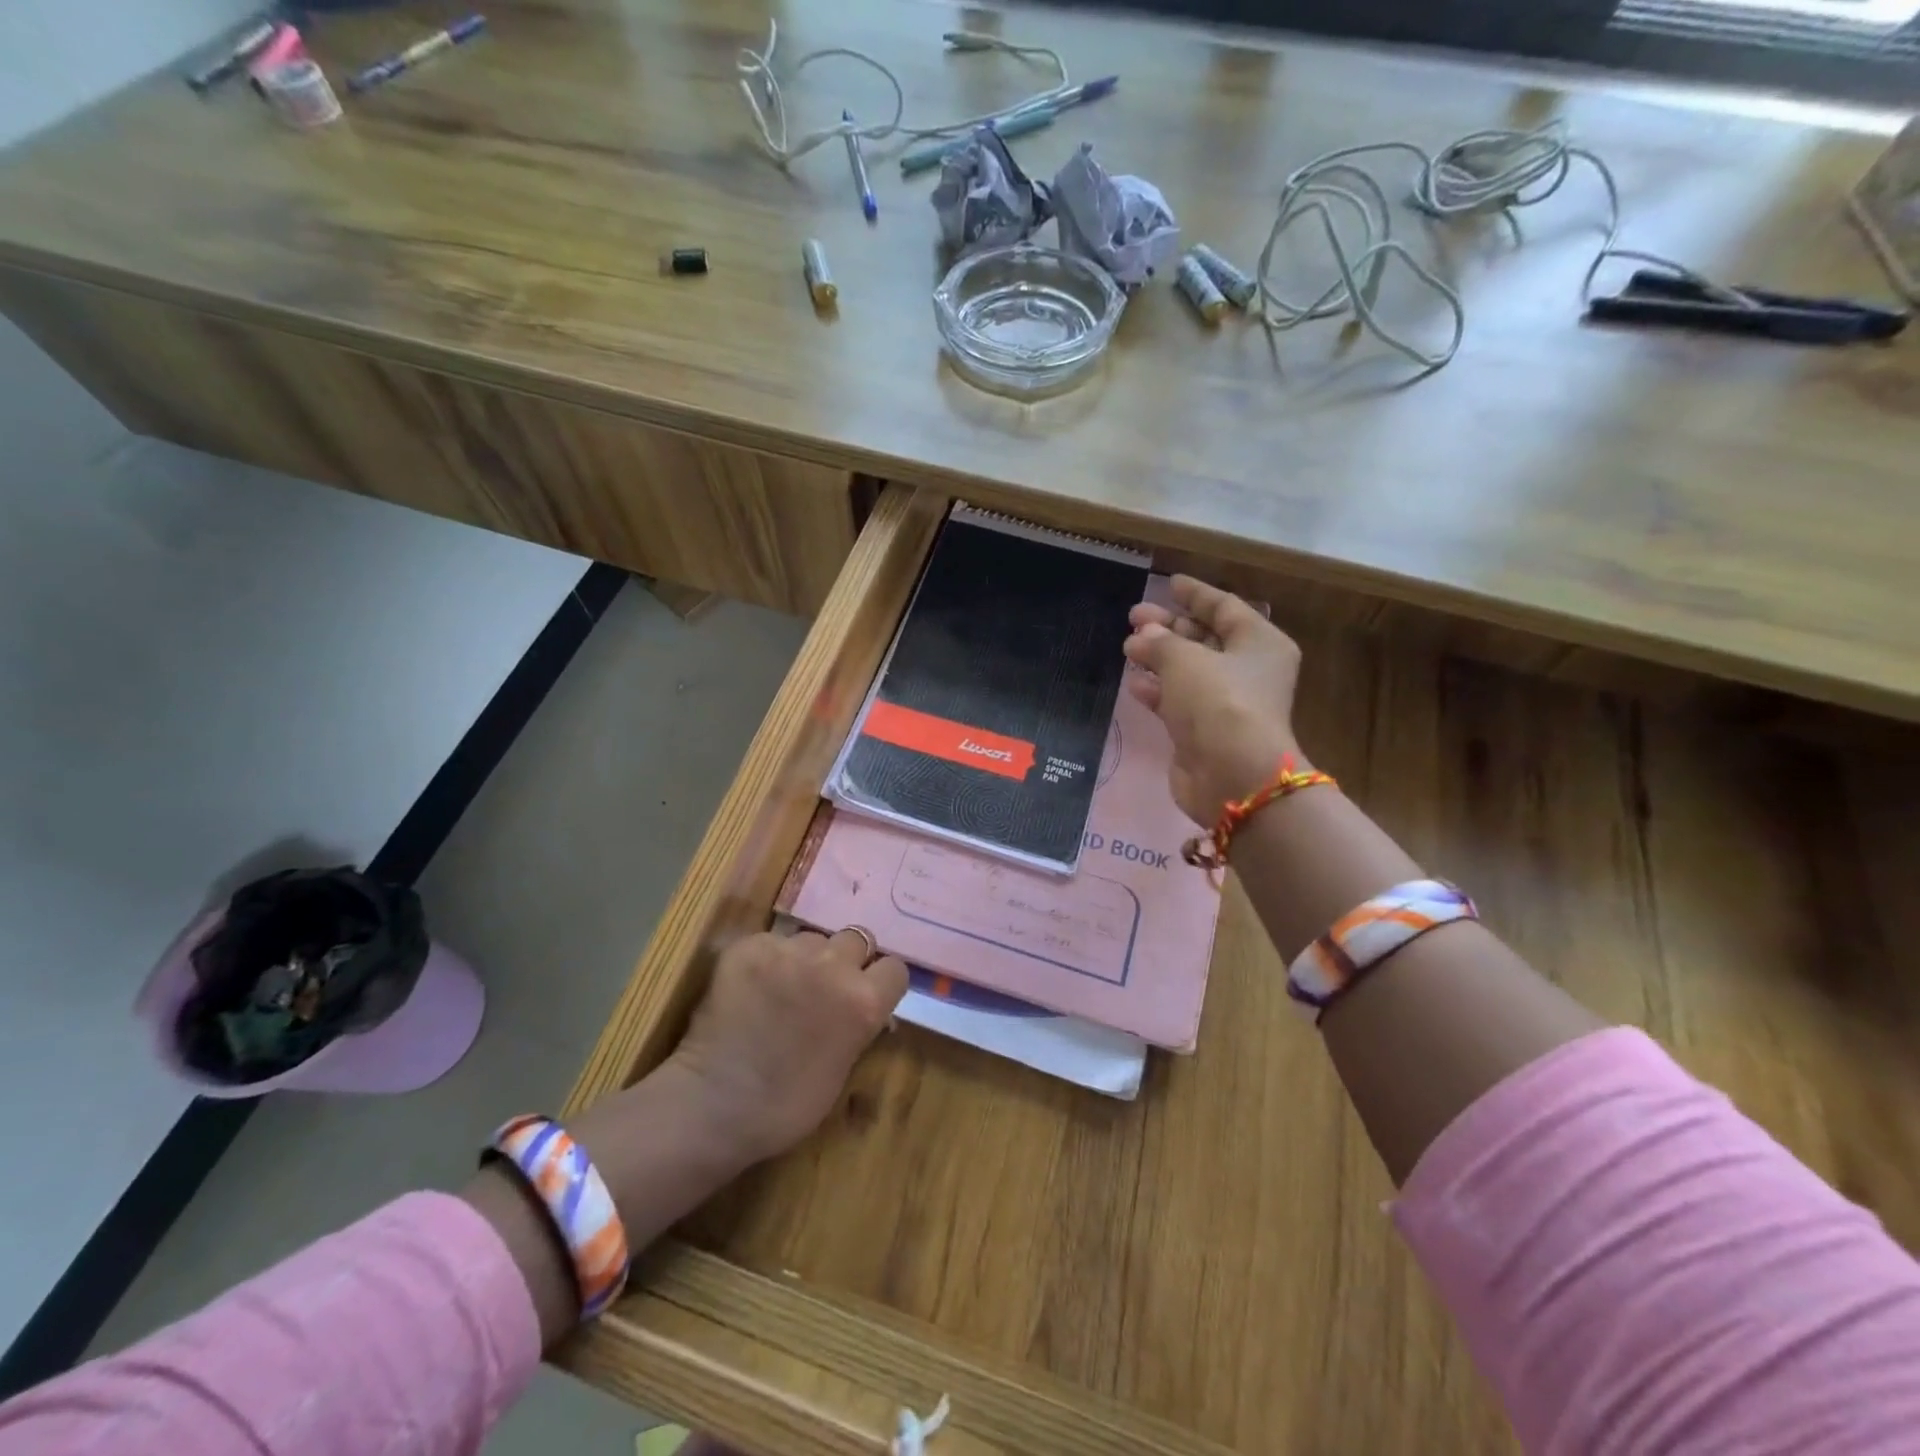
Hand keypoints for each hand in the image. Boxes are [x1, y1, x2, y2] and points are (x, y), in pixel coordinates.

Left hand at [666, 928, 908, 1164]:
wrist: (714, 1106)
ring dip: (806, 958)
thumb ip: (859, 1024)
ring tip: (782, 988)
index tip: (865, 995)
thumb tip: (863, 1005)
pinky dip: (767, 960)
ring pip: (812, 938)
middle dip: (845, 961)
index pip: (894, 968)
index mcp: (863, 1000)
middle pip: (856, 940)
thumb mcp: (844, 1067)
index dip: (880, 982)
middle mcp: (832, 965)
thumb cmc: (785, 1106)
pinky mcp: (750, 947)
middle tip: (823, 987)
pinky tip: (752, 988)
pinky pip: (772, 942)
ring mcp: (788, 951)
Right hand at [1124, 574, 1303, 825]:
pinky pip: (1178, 700)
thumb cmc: (1218, 702)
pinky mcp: (1205, 732)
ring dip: (1158, 658)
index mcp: (1259, 642)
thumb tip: (1142, 637)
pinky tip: (1134, 683)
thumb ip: (1160, 642)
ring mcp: (1226, 703)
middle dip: (1168, 627)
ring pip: (1189, 670)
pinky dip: (1158, 690)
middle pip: (1205, 638)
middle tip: (1133, 616)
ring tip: (1127, 647)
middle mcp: (1248, 670)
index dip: (1196, 594)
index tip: (1169, 583)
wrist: (1232, 775)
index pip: (1225, 607)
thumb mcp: (1185, 660)